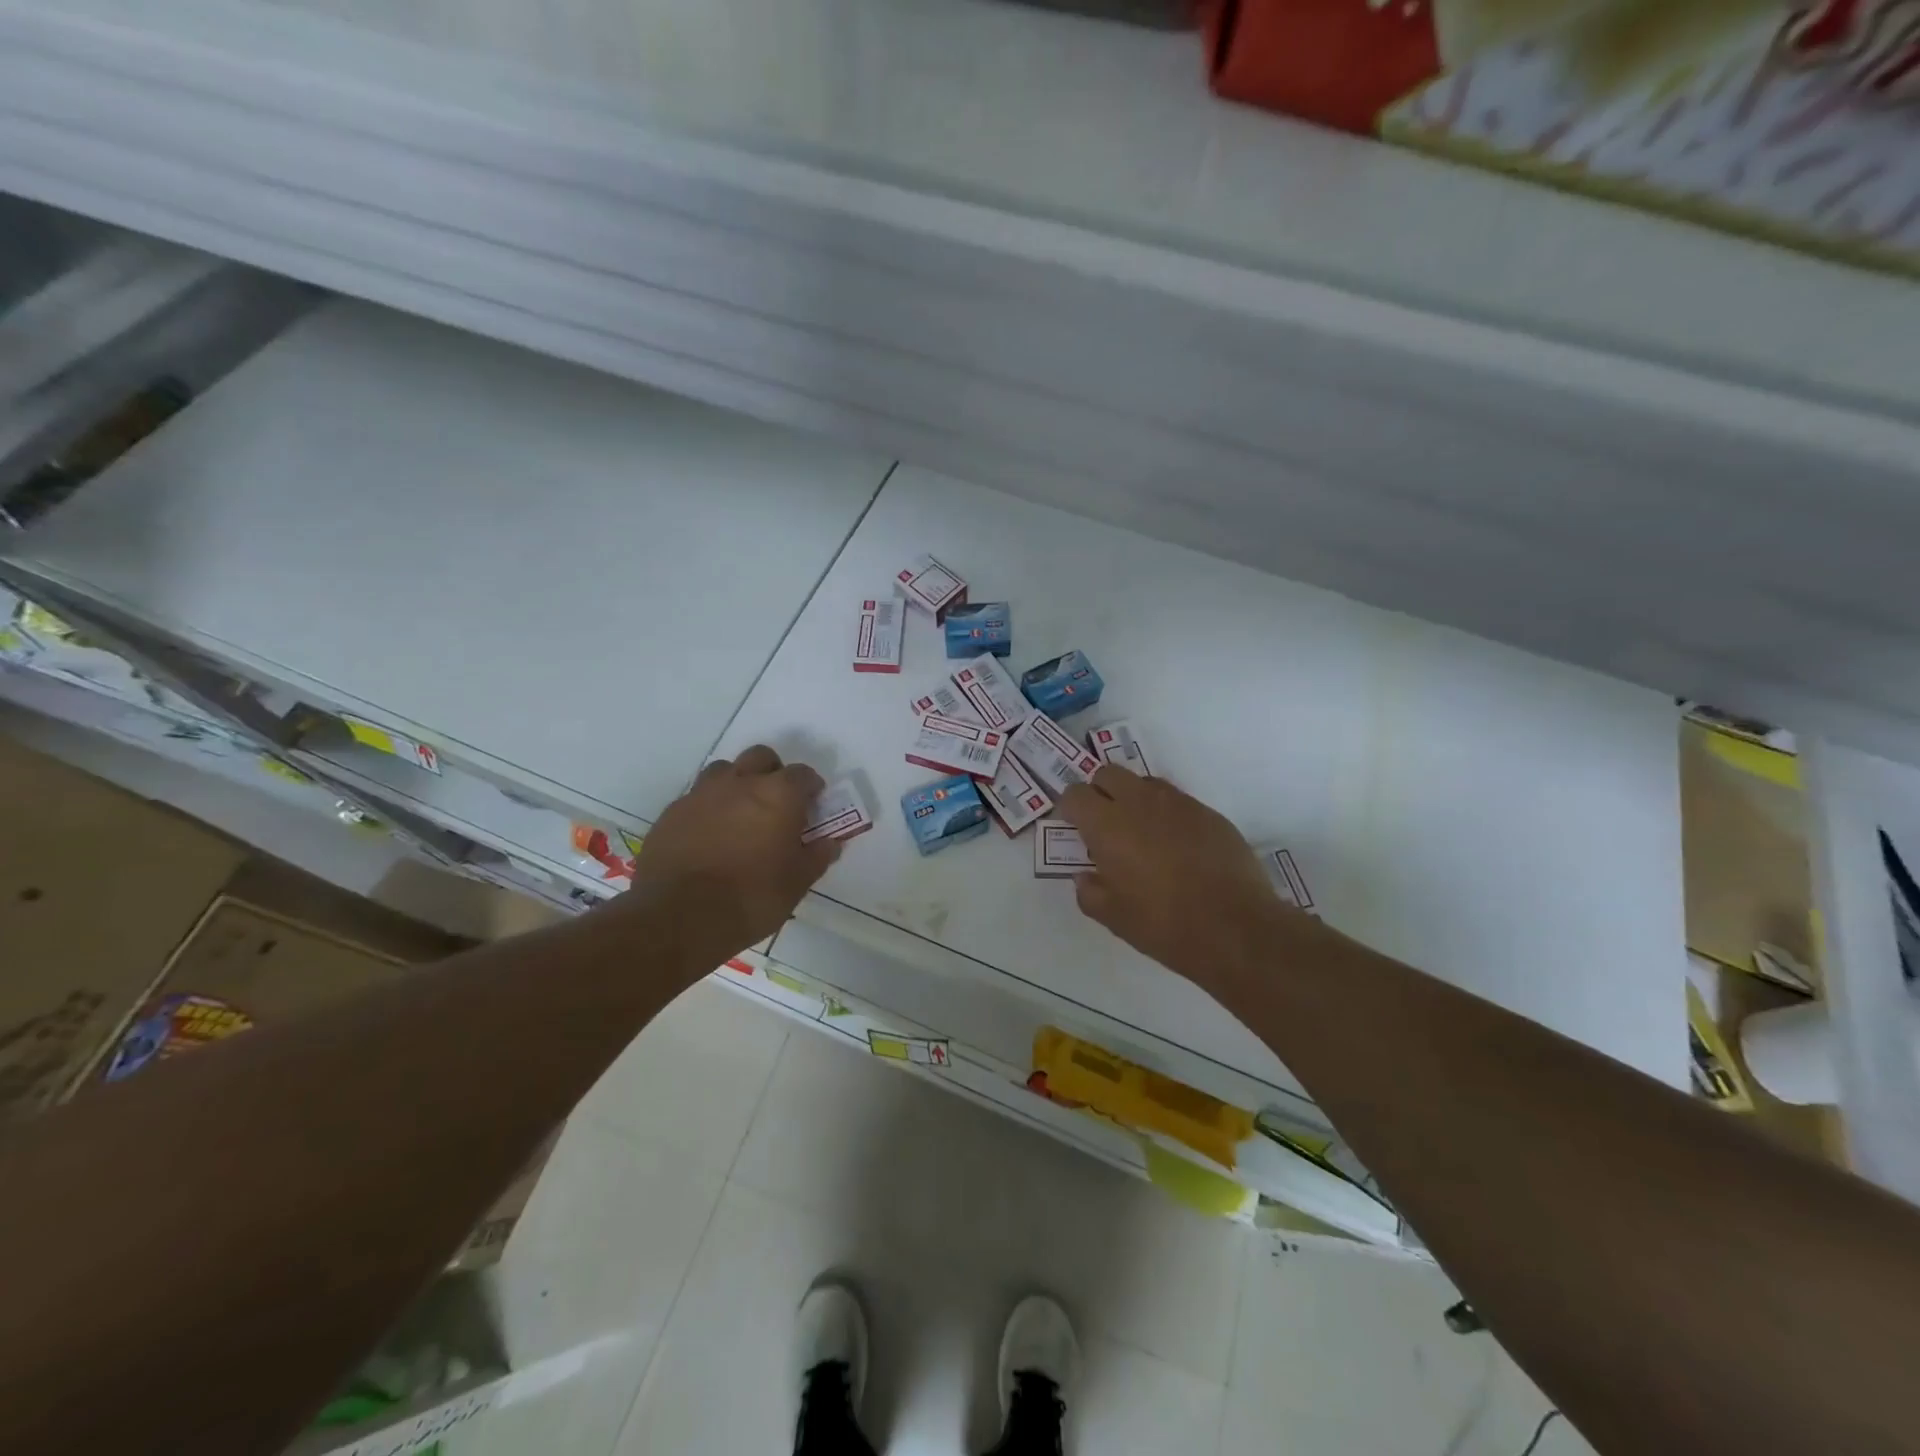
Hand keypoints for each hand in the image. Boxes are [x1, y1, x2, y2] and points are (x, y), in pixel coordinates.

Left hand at [626, 745, 840, 967]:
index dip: (811, 787)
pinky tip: (709, 835)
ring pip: (724, 771)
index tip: (813, 805)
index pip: (803, 774)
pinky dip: (708, 808)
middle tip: (777, 803)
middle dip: (773, 773)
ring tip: (740, 815)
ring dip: (737, 783)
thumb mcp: (797, 883)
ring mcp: (701, 794)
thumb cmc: (752, 897)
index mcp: (778, 794)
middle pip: (761, 758)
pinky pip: (696, 798)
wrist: (680, 918)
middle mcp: (740, 782)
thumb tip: (829, 842)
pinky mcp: (671, 813)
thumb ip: (816, 856)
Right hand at [1059, 768, 1292, 985]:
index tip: (1075, 828)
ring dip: (1134, 800)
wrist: (1236, 927)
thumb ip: (1090, 892)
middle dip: (1100, 792)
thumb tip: (1086, 877)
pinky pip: (1177, 801)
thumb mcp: (1113, 918)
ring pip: (1144, 783)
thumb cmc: (1163, 924)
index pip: (1076, 794)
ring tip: (1142, 836)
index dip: (1071, 808)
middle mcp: (1140, 802)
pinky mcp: (1209, 813)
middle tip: (1105, 826)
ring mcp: (1178, 803)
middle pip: (1108, 774)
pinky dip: (1167, 815)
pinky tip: (1178, 848)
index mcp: (1107, 825)